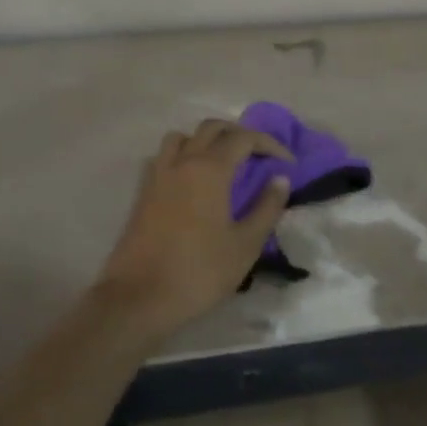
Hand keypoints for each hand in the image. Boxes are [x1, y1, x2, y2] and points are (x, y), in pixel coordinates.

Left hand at [93, 119, 294, 338]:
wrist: (139, 297)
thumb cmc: (199, 272)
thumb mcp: (245, 244)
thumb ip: (266, 208)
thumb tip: (280, 180)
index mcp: (210, 169)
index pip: (244, 138)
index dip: (270, 144)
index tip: (287, 162)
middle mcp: (182, 162)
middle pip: (211, 128)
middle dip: (239, 134)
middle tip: (259, 156)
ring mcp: (157, 175)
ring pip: (182, 137)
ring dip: (205, 140)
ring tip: (222, 163)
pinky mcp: (142, 193)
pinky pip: (164, 157)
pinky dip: (182, 156)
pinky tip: (191, 182)